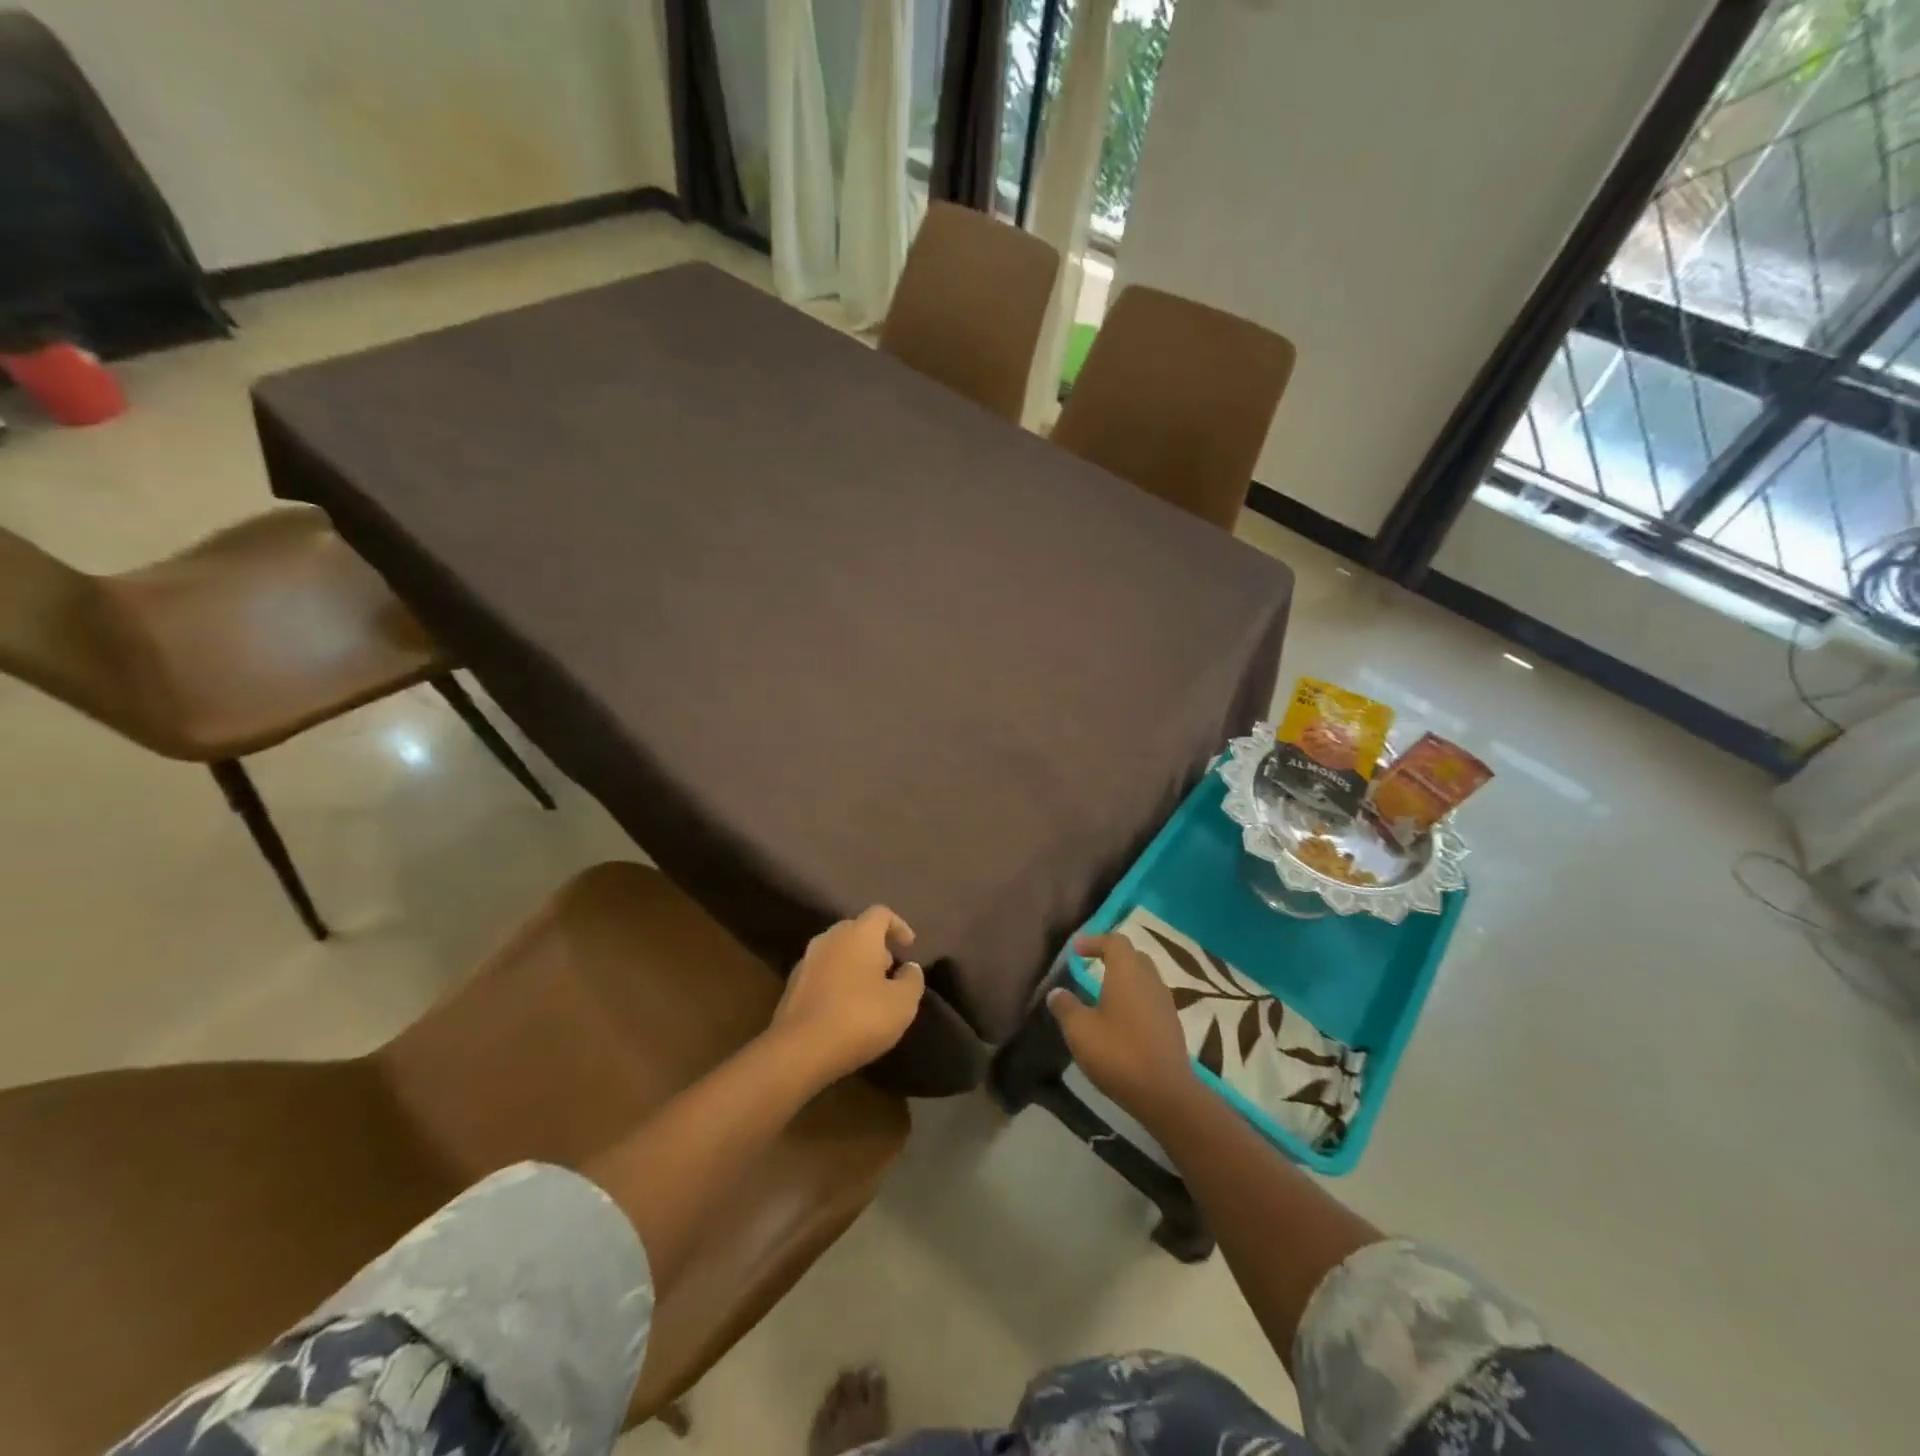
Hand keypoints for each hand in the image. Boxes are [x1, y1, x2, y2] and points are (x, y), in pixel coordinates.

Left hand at [771, 906, 924, 1083]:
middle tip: (890, 968)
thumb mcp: (902, 1003)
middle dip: (875, 945)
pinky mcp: (791, 986)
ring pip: (836, 951)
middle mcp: (829, 938)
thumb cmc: (860, 1018)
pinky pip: (822, 972)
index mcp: (858, 934)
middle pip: (856, 930)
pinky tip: (844, 1006)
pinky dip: (836, 980)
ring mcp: (806, 961)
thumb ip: (912, 979)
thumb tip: (909, 967)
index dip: (899, 926)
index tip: (909, 947)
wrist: (800, 1050)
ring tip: (869, 990)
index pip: (881, 913)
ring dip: (854, 963)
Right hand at [1048, 933, 1197, 1128]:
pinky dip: (1135, 999)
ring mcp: (1165, 1002)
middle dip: (1111, 957)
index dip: (1094, 941)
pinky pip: (1151, 998)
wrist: (1165, 1093)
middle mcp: (1150, 980)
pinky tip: (1121, 1020)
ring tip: (1103, 994)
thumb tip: (1056, 992)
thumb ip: (1066, 1006)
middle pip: (1133, 956)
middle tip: (1091, 967)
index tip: (1076, 952)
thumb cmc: (1118, 1053)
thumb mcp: (1080, 1030)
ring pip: (1144, 978)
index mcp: (1127, 972)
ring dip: (1124, 979)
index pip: (1115, 941)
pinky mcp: (1171, 1024)